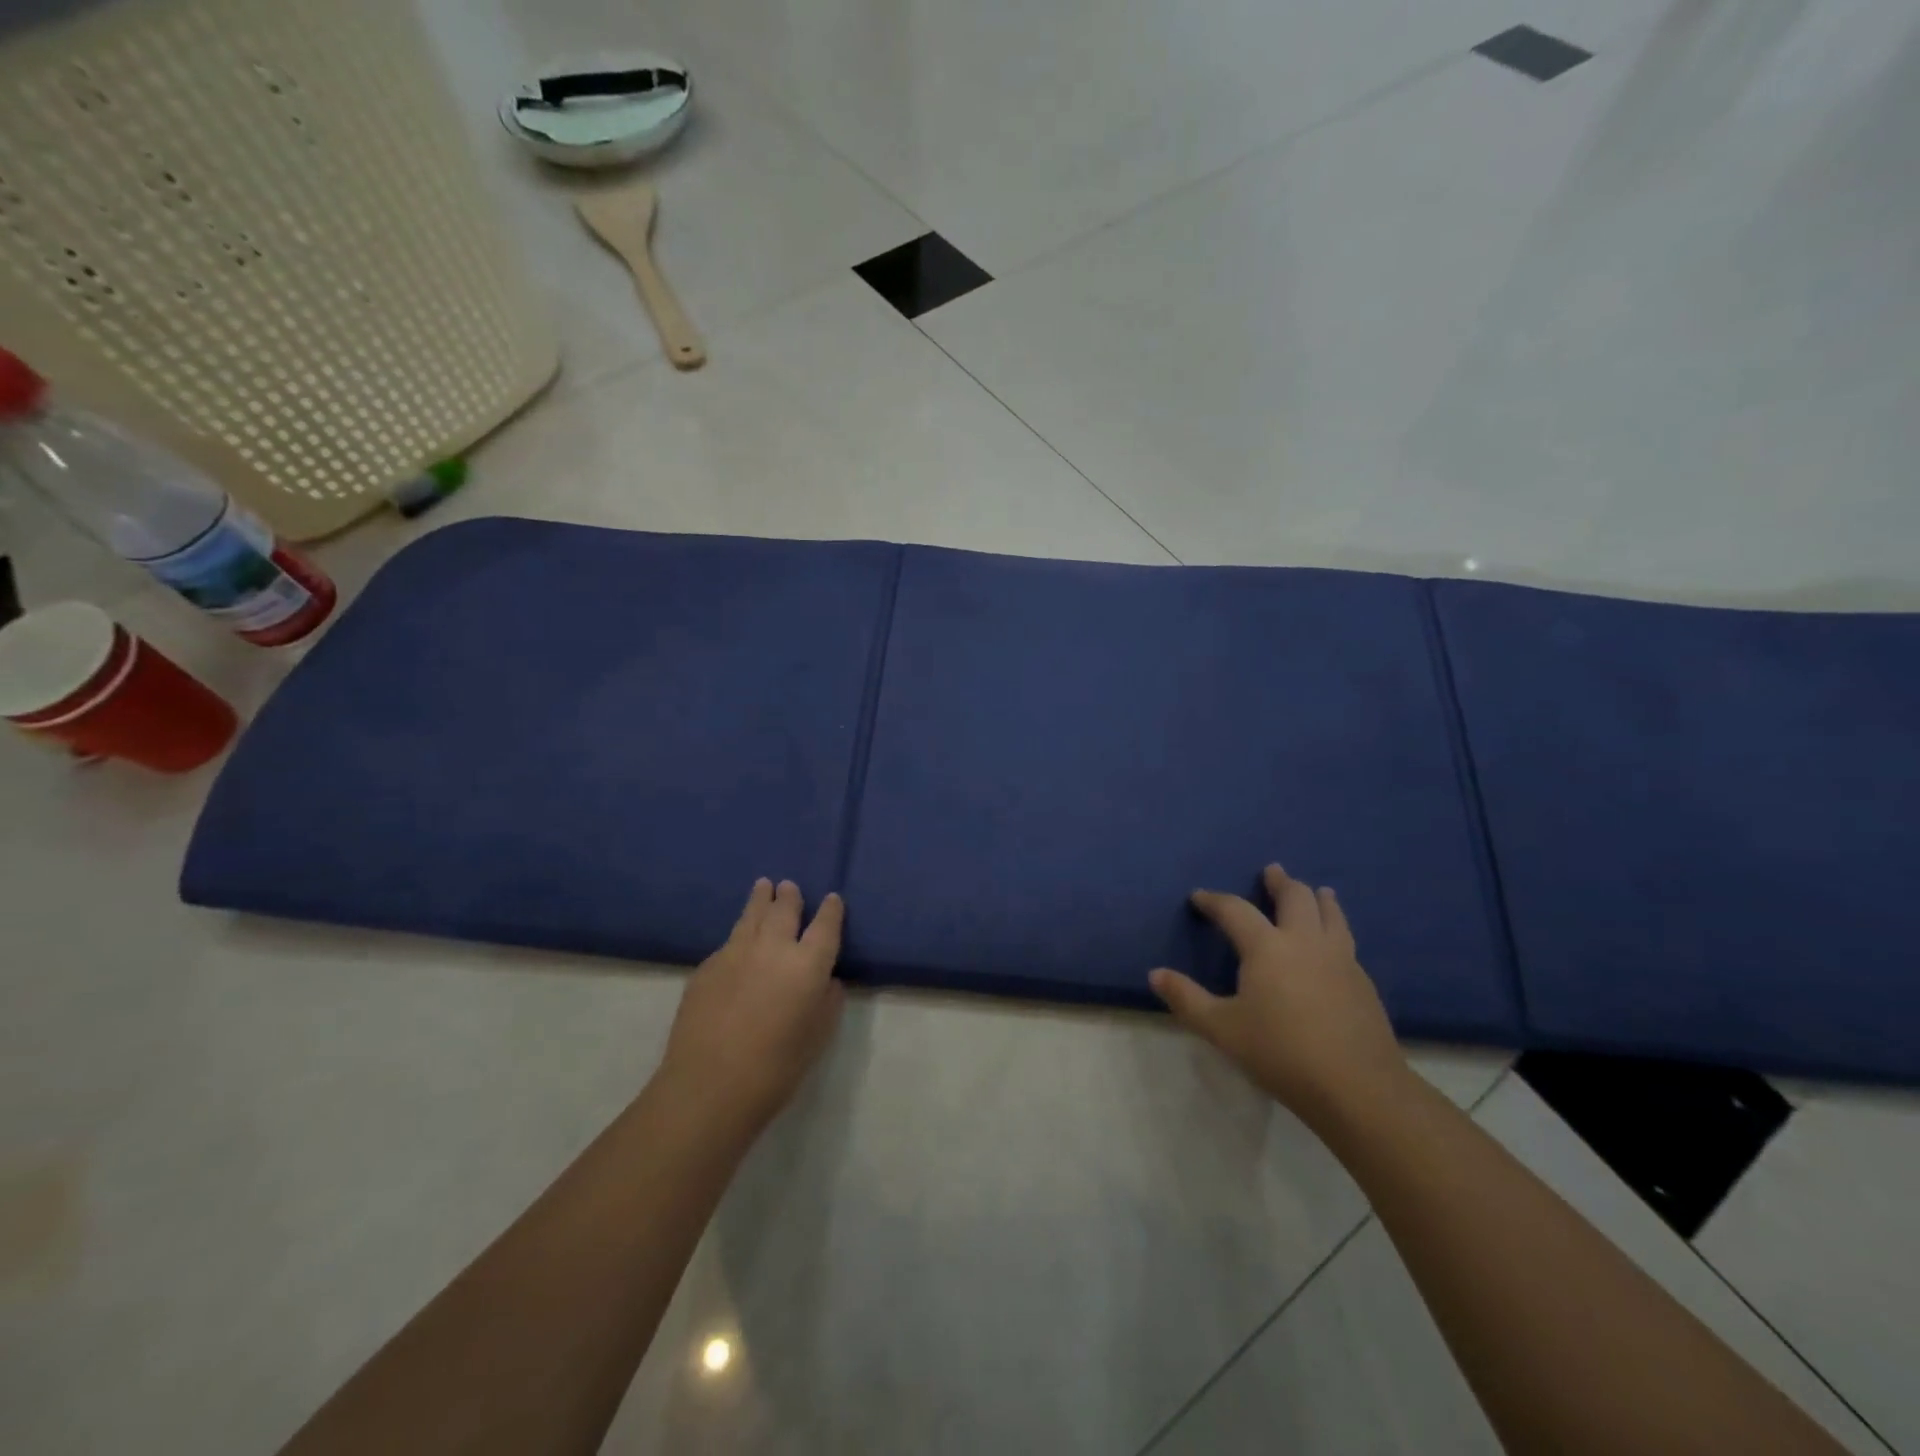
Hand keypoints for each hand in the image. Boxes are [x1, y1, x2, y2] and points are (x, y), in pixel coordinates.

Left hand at [657, 879, 845, 1137]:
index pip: (826, 926)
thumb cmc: (775, 1069)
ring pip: (752, 916)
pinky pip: (730, 941)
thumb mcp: (817, 1038)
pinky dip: (740, 934)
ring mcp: (735, 953)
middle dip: (790, 897)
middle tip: (789, 887)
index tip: (833, 899)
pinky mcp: (707, 967)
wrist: (708, 1086)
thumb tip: (826, 981)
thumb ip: (827, 1003)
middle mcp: (773, 948)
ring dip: (761, 900)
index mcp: (808, 965)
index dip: (831, 911)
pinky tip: (738, 940)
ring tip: (763, 886)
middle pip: (784, 910)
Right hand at [1149, 865, 1409, 1125]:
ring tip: (1318, 891)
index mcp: (1267, 947)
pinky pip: (1346, 941)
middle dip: (1280, 883)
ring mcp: (1340, 959)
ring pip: (1331, 914)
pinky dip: (1336, 928)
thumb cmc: (1281, 1053)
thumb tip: (1155, 974)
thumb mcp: (1222, 1029)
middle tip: (1272, 872)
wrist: (1357, 1087)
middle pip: (1295, 897)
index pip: (1235, 910)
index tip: (1199, 897)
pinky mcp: (1363, 982)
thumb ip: (1186, 999)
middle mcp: (1305, 942)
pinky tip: (1334, 943)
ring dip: (1319, 898)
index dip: (1214, 900)